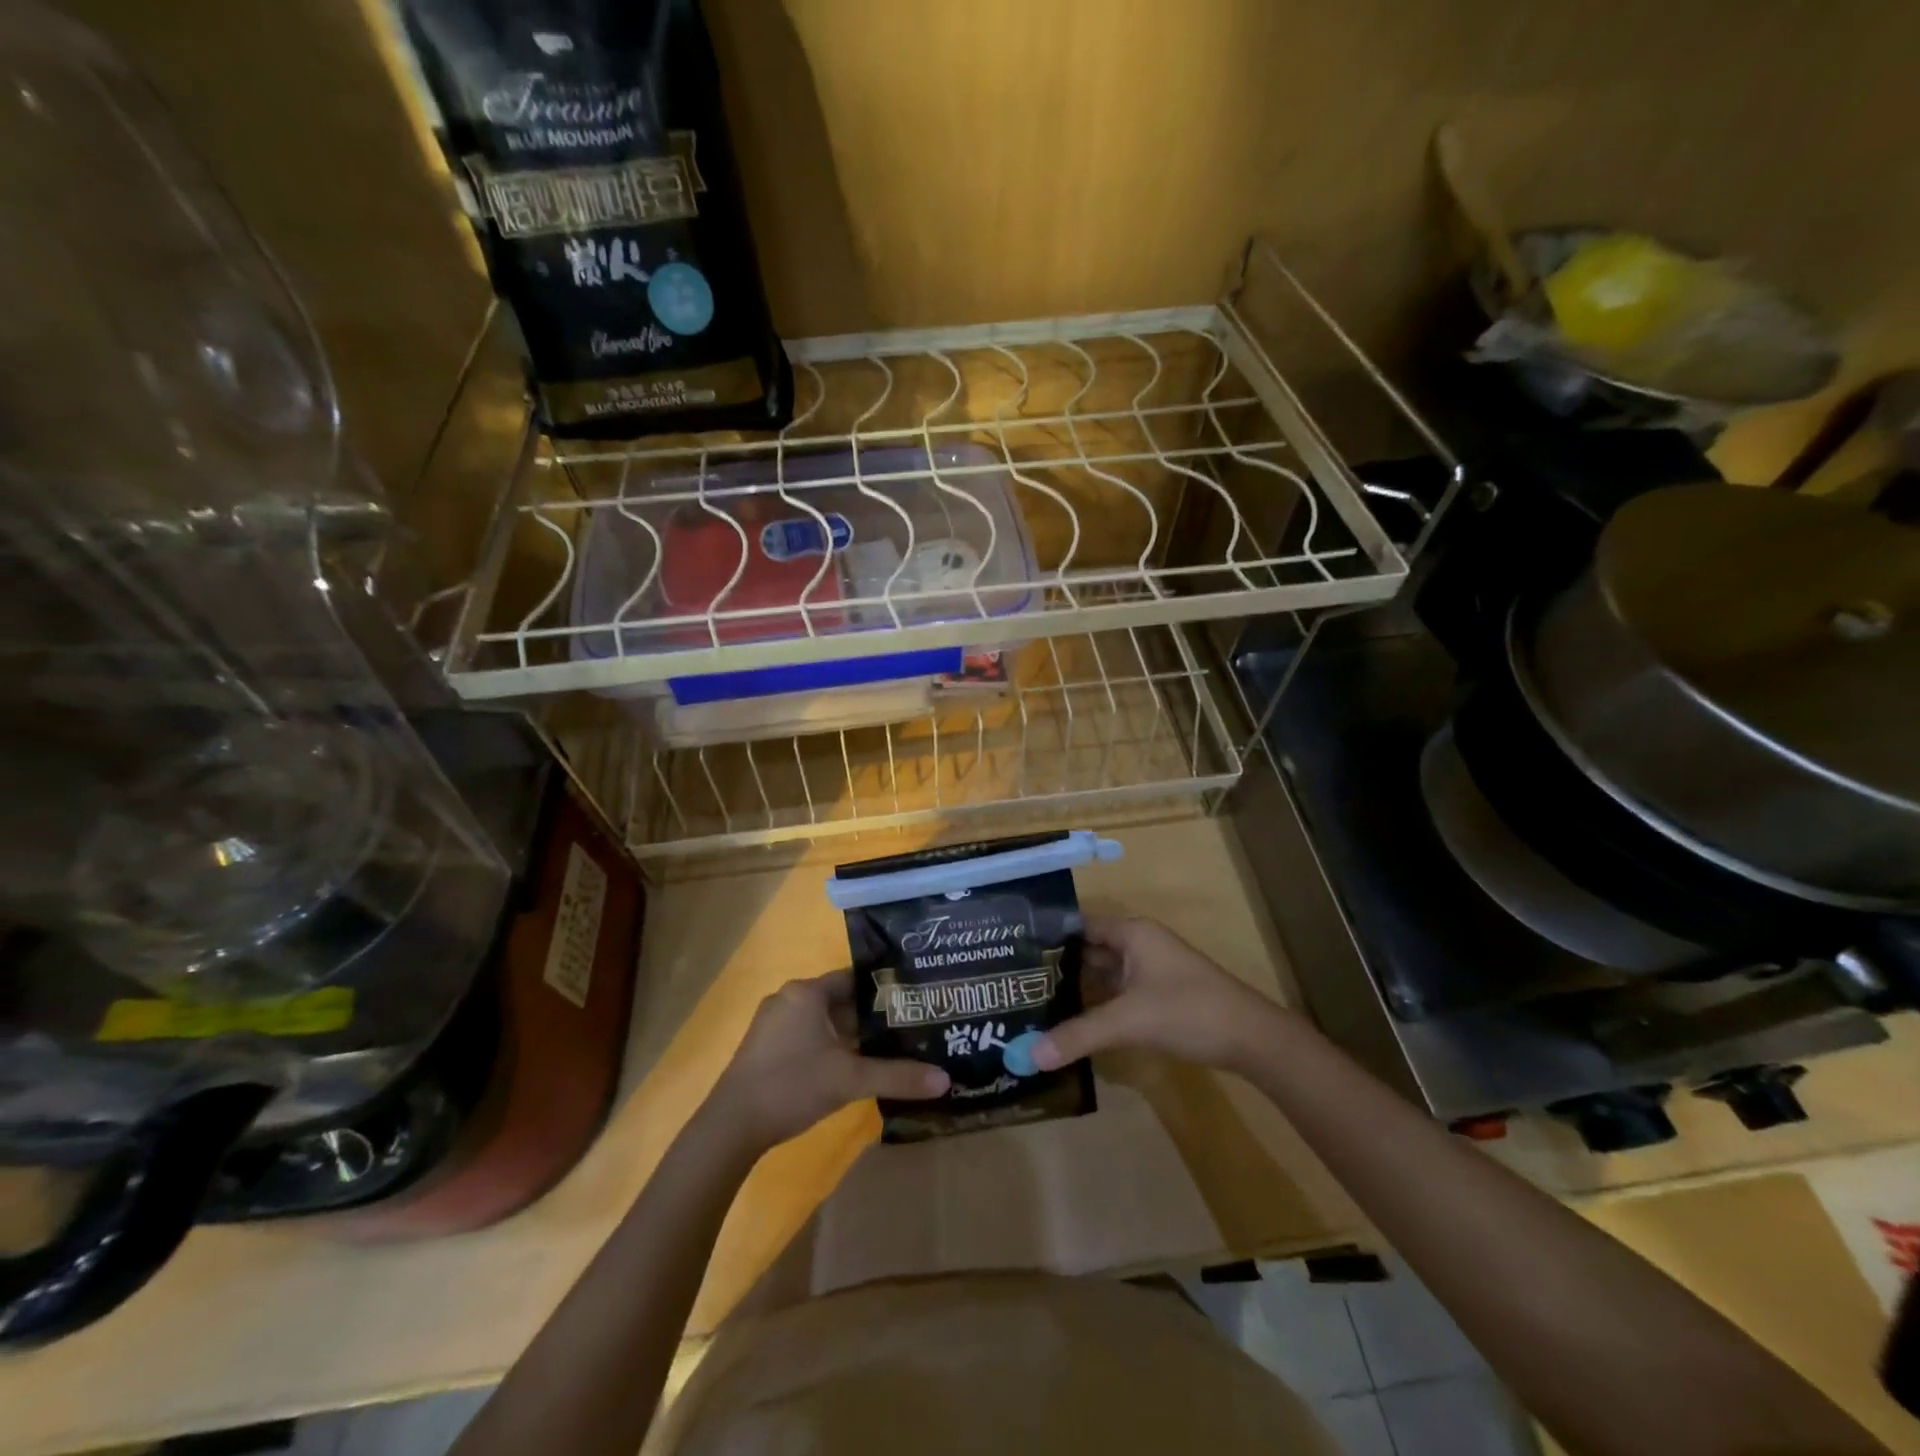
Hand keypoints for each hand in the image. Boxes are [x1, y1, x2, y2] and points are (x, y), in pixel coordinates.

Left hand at [708, 969, 949, 1153]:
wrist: (730, 1127)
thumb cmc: (792, 1086)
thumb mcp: (850, 1080)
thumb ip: (898, 1076)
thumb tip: (946, 1079)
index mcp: (807, 992)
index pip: (854, 979)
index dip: (883, 990)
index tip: (911, 1002)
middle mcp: (788, 998)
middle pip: (840, 1000)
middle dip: (869, 1016)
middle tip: (906, 1028)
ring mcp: (772, 1023)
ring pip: (822, 1020)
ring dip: (849, 1034)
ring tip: (885, 1048)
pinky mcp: (764, 1047)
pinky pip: (806, 1035)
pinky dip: (828, 1046)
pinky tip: (848, 1067)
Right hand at [1031, 917, 1288, 1075]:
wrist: (1252, 1039)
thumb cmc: (1188, 1011)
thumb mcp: (1129, 1021)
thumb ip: (1078, 1035)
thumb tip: (1028, 1056)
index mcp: (1131, 933)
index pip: (1078, 925)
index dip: (1048, 936)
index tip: (1013, 953)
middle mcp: (1138, 945)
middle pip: (1088, 950)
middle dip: (1056, 966)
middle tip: (1014, 983)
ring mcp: (1149, 971)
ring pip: (1102, 974)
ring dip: (1075, 988)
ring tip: (1032, 1003)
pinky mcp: (1157, 996)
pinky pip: (1116, 993)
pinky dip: (1095, 1004)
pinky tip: (1070, 1022)